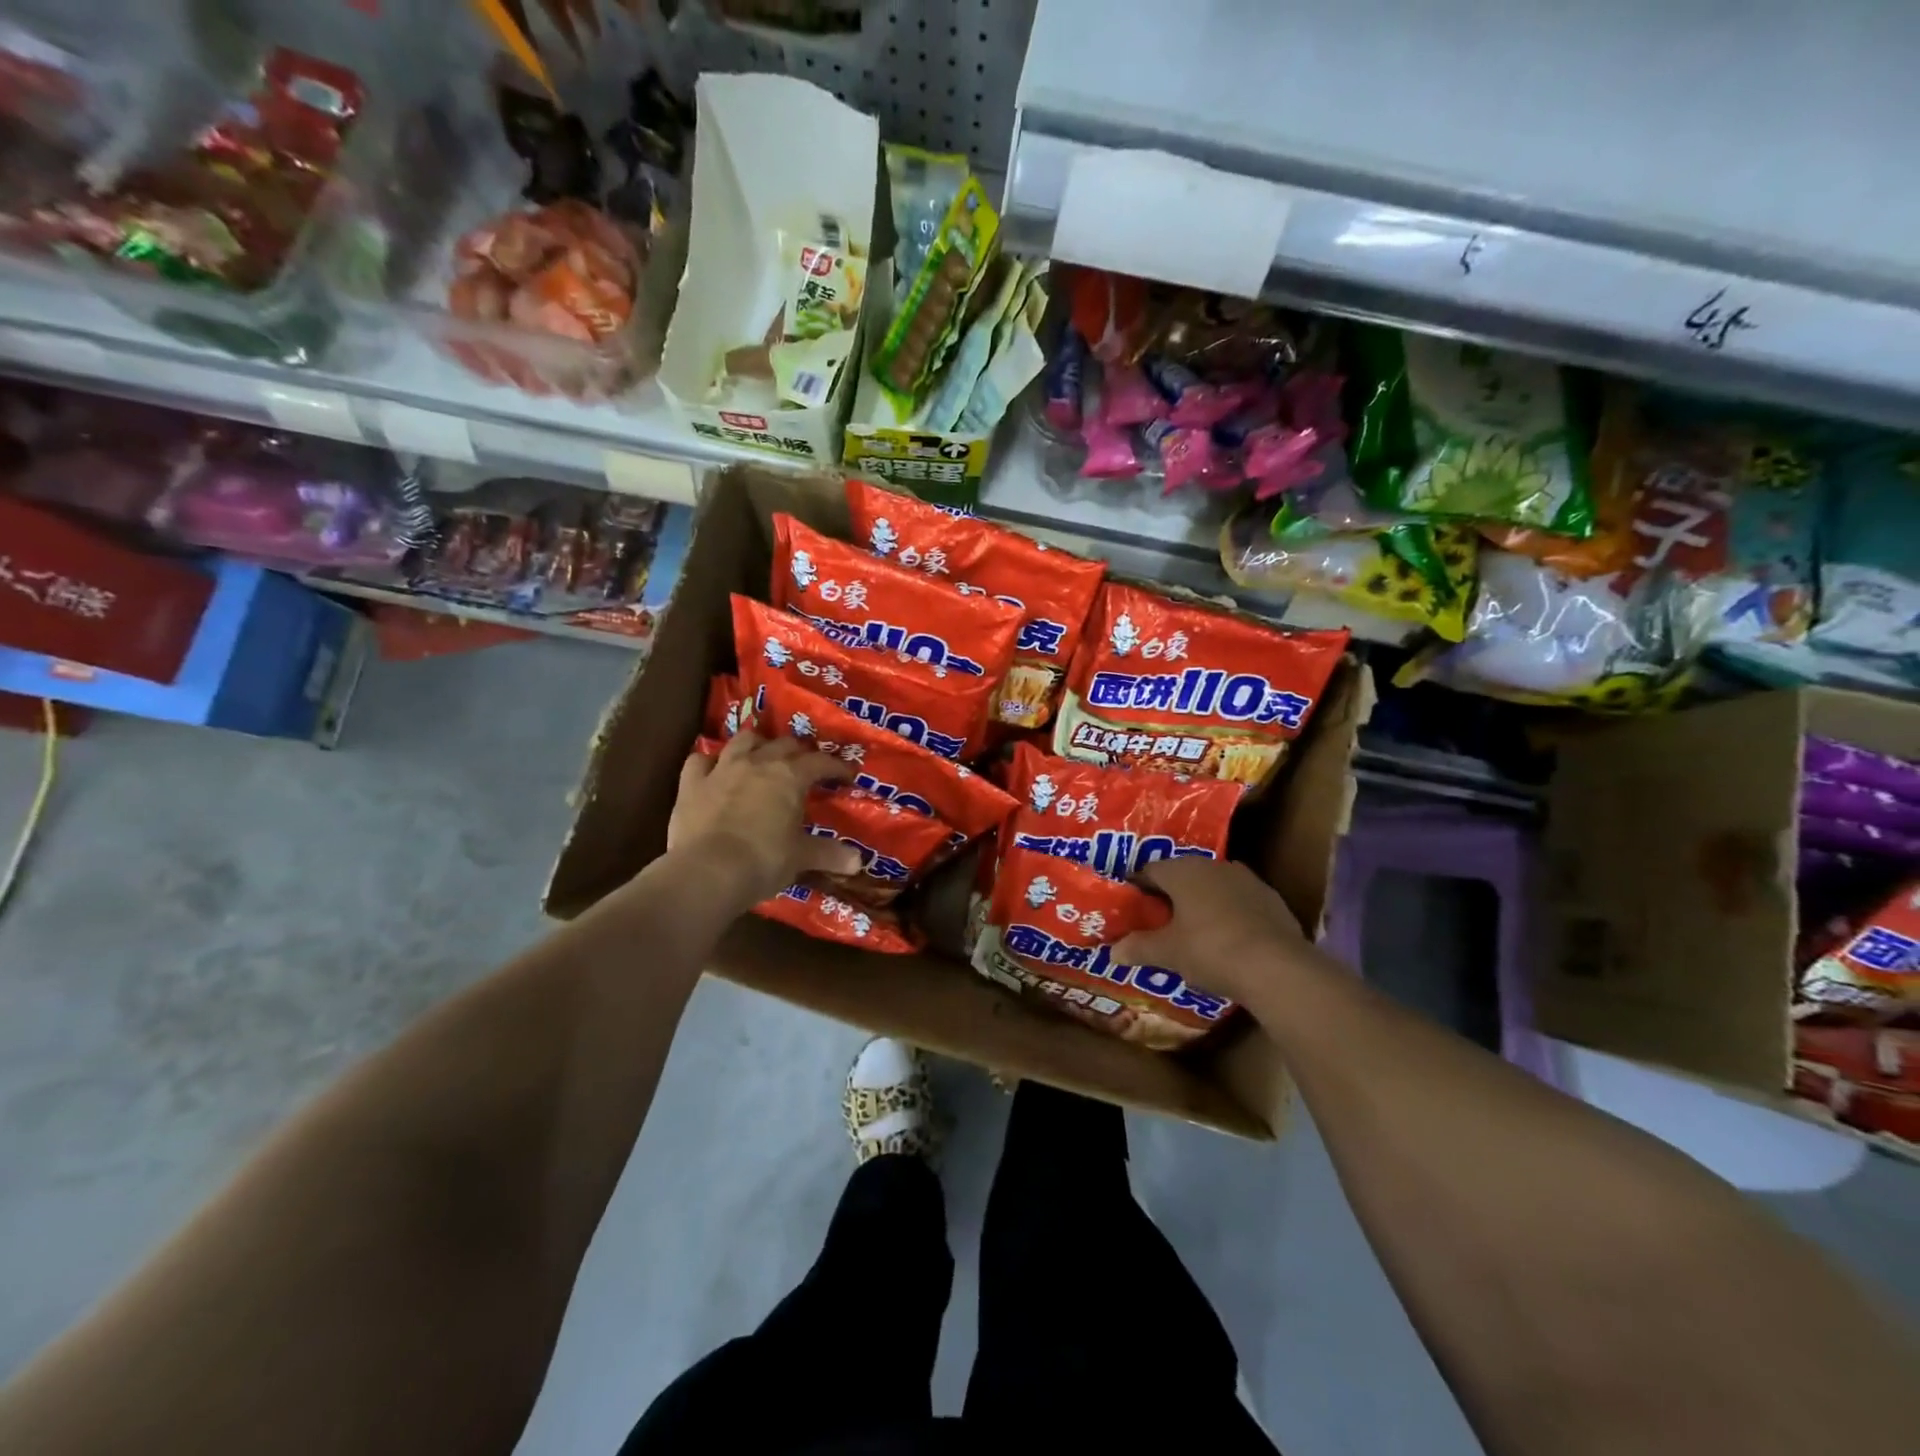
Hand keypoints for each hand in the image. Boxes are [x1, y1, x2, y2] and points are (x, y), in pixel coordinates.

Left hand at [667, 732, 863, 910]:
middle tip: (806, 767)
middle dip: (799, 752)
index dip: (837, 767)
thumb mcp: (801, 858)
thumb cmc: (764, 861)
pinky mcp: (691, 783)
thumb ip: (829, 854)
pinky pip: (700, 761)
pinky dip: (709, 762)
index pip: (821, 762)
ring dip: (756, 744)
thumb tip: (857, 862)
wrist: (708, 871)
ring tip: (762, 756)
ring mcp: (722, 769)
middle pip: (784, 744)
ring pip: (743, 741)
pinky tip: (714, 770)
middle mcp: (758, 763)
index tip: (848, 775)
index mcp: (790, 776)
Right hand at [1113, 858, 1310, 1006]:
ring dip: (1201, 904)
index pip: (1150, 870)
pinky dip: (1229, 915)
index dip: (1137, 889)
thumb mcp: (1168, 953)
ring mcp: (1246, 880)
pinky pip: (1239, 903)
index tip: (1131, 909)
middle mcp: (1213, 865)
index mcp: (1183, 870)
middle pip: (1183, 876)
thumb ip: (1139, 948)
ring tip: (1192, 932)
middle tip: (1159, 922)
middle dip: (1170, 896)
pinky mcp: (1271, 900)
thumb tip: (1112, 952)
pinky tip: (1227, 940)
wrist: (1277, 967)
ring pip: (1213, 887)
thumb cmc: (1210, 950)